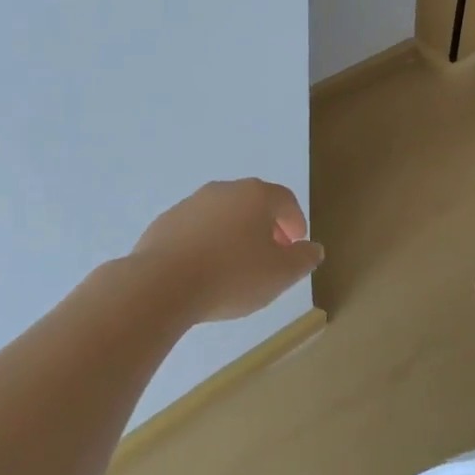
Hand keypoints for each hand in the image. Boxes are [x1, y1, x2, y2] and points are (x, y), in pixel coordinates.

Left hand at [133, 179, 323, 322]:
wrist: (162, 284)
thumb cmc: (232, 275)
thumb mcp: (281, 274)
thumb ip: (303, 259)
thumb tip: (313, 248)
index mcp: (255, 195)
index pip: (285, 200)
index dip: (296, 221)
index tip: (296, 244)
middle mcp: (223, 190)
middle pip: (253, 203)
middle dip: (266, 227)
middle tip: (271, 254)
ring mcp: (190, 204)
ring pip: (223, 215)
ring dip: (235, 234)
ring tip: (237, 265)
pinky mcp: (165, 223)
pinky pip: (196, 230)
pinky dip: (207, 243)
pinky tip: (206, 270)